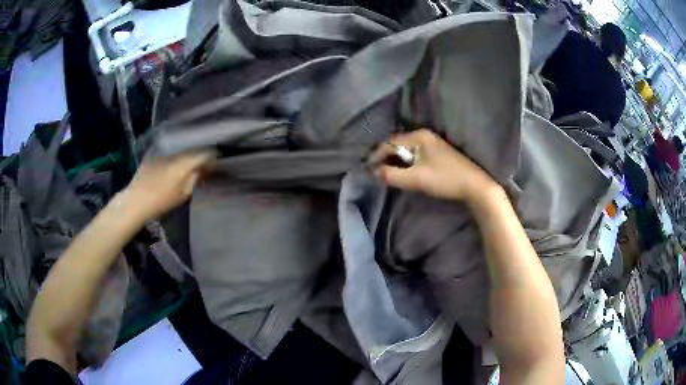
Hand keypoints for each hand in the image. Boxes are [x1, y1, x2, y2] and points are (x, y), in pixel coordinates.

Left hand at [122, 151, 214, 221]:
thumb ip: (196, 179)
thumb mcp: (183, 194)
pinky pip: (167, 157)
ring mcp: (162, 155)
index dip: (212, 158)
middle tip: (201, 169)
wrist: (136, 201)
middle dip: (198, 158)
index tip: (214, 165)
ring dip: (185, 160)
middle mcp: (175, 155)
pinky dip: (172, 162)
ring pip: (179, 154)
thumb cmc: (162, 202)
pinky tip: (169, 172)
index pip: (204, 154)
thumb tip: (204, 169)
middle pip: (192, 151)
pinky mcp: (152, 158)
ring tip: (185, 171)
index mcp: (184, 164)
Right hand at [372, 129, 500, 203]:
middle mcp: (425, 135)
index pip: (390, 143)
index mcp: (419, 136)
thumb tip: (375, 172)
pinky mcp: (438, 153)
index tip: (368, 170)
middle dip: (386, 158)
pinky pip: (415, 155)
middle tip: (377, 173)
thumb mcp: (416, 179)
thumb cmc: (445, 179)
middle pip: (398, 144)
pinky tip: (405, 173)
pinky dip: (407, 163)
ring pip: (407, 150)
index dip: (377, 156)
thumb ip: (392, 175)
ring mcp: (433, 143)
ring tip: (388, 175)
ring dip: (396, 162)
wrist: (474, 186)